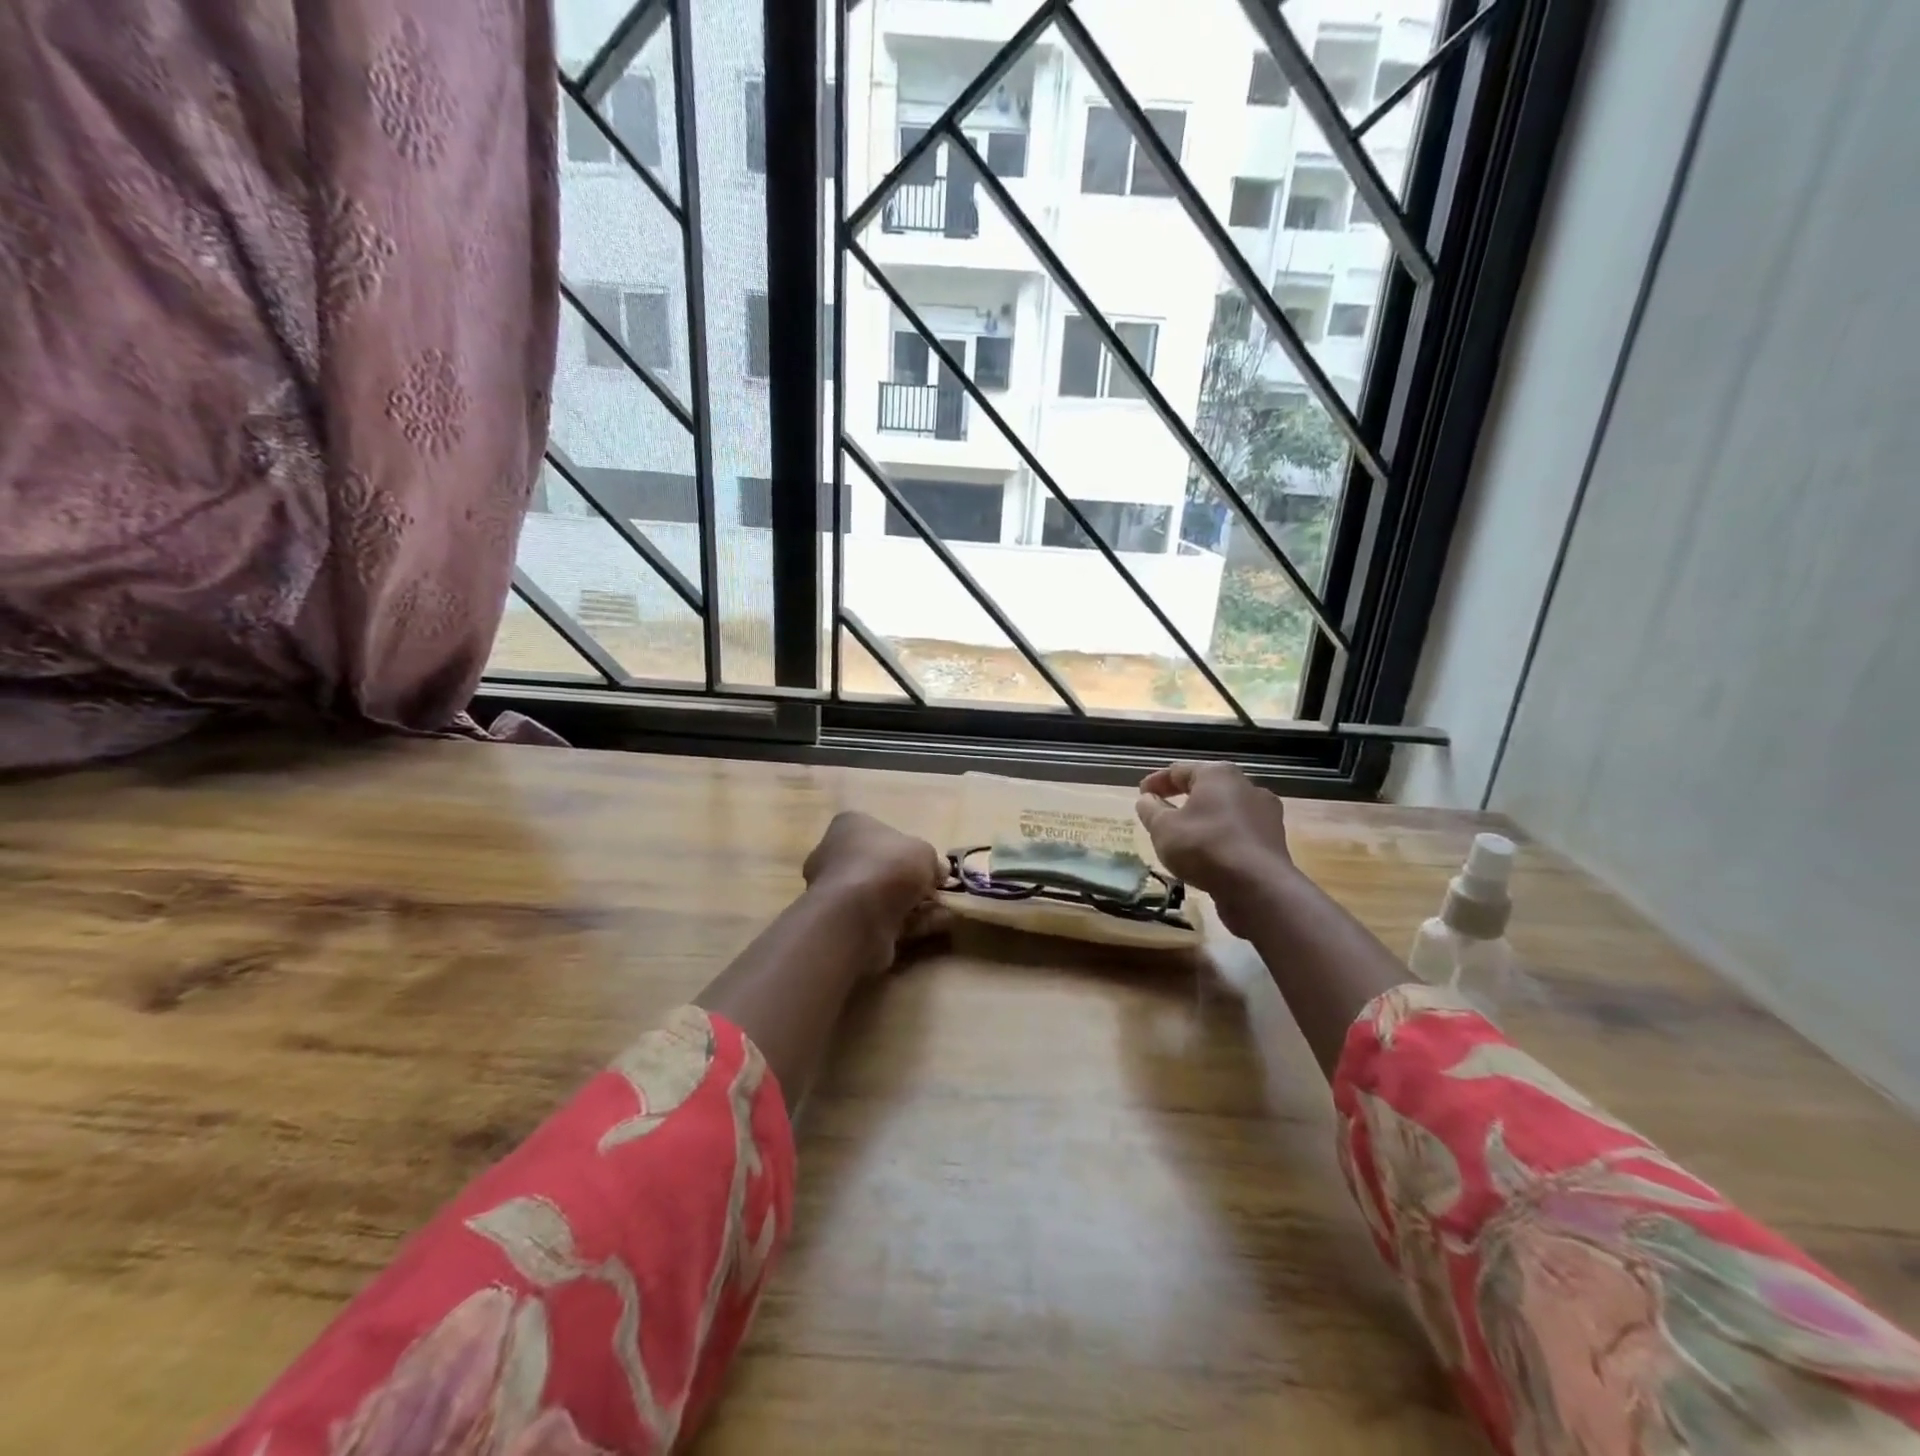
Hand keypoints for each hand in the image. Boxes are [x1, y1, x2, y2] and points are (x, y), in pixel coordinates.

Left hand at [802, 811, 947, 945]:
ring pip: (882, 896)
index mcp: (849, 826)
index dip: (907, 847)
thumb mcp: (924, 852)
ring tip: (942, 912)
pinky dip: (907, 924)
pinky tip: (931, 928)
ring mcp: (837, 893)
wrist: (856, 918)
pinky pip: (881, 920)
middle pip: (881, 866)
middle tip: (935, 891)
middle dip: (910, 880)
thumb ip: (932, 860)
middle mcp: (835, 856)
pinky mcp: (843, 925)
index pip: (879, 831)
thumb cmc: (887, 867)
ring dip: (913, 905)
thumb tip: (937, 872)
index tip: (928, 863)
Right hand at [1135, 761, 1294, 935]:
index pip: (1179, 770)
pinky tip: (1208, 855)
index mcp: (1218, 775)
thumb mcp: (1163, 828)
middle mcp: (1247, 786)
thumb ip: (1151, 810)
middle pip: (1207, 788)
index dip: (1156, 782)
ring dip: (1203, 820)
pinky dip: (1220, 838)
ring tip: (1184, 837)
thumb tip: (1147, 800)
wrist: (1259, 888)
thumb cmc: (1205, 847)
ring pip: (1225, 811)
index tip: (1141, 794)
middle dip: (1182, 799)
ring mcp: (1266, 814)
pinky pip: (1239, 833)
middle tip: (1161, 812)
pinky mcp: (1274, 841)